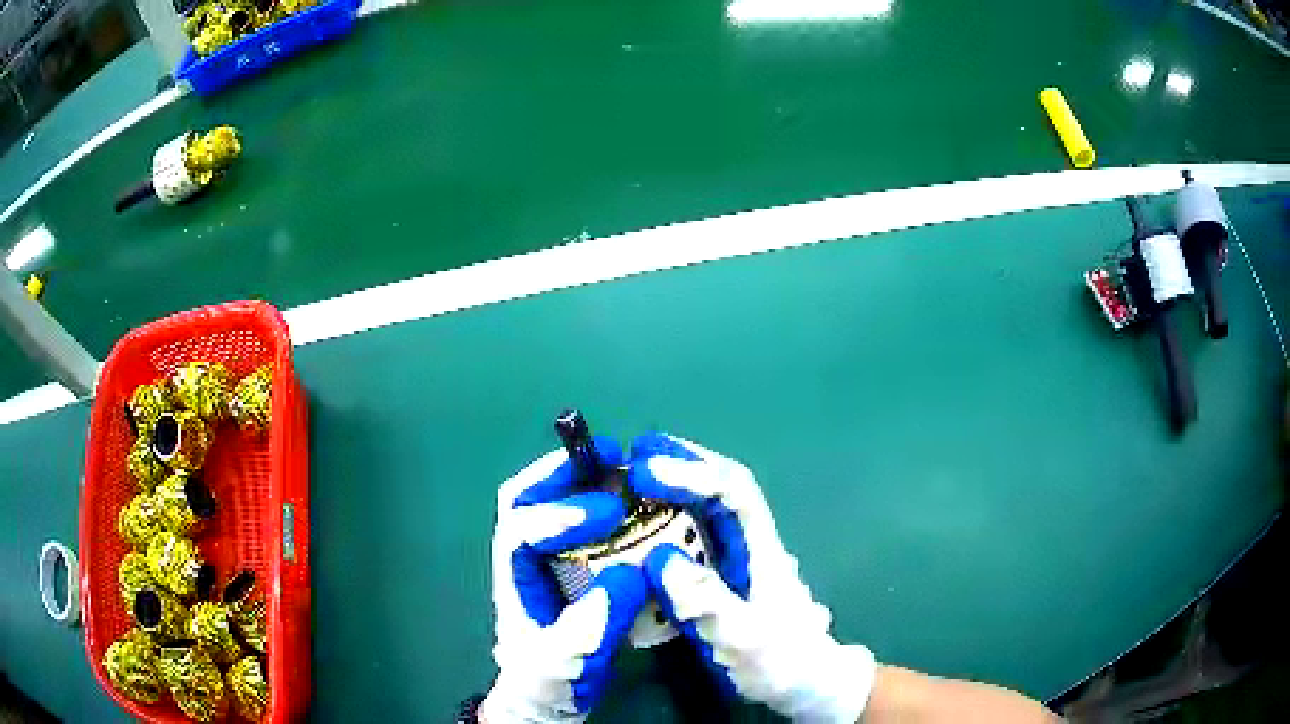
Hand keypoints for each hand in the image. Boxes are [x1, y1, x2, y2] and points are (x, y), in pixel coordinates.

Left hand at [482, 439, 648, 723]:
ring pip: (546, 502)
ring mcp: (542, 561)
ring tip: (621, 466)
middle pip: (525, 498)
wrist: (545, 699)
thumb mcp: (570, 660)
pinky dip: (596, 501)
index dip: (561, 514)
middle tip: (609, 455)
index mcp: (513, 580)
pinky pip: (574, 521)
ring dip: (579, 479)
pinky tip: (629, 502)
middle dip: (562, 472)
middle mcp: (522, 560)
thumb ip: (595, 621)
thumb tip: (631, 571)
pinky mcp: (565, 566)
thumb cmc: (549, 682)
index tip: (609, 513)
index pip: (521, 529)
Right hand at [630, 433, 877, 722]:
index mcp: (762, 549)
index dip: (693, 472)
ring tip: (630, 480)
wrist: (803, 682)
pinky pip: (694, 537)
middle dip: (682, 463)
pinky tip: (641, 527)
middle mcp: (750, 544)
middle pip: (721, 487)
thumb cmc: (781, 661)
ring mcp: (737, 559)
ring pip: (706, 509)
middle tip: (636, 452)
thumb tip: (660, 557)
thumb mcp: (744, 639)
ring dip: (672, 487)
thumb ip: (707, 602)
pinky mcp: (723, 576)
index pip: (734, 491)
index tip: (647, 471)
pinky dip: (666, 520)